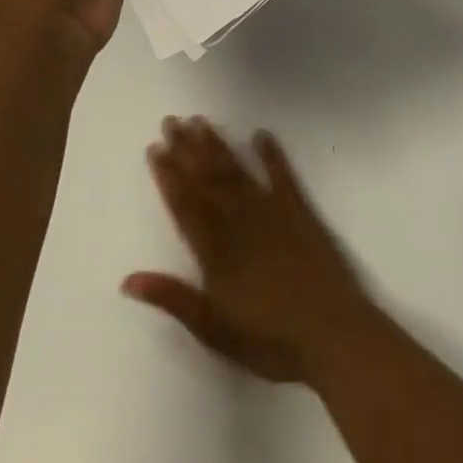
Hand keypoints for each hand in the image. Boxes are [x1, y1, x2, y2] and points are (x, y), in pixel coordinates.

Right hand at [125, 119, 380, 385]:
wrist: (334, 336)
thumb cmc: (270, 341)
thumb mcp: (214, 330)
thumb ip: (173, 299)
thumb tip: (127, 279)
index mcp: (217, 253)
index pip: (186, 206)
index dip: (169, 176)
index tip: (155, 148)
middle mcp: (242, 226)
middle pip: (210, 181)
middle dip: (188, 151)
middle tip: (172, 121)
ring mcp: (275, 217)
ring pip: (240, 175)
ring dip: (219, 147)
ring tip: (202, 122)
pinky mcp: (304, 217)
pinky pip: (284, 180)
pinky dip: (273, 156)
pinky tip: (262, 135)